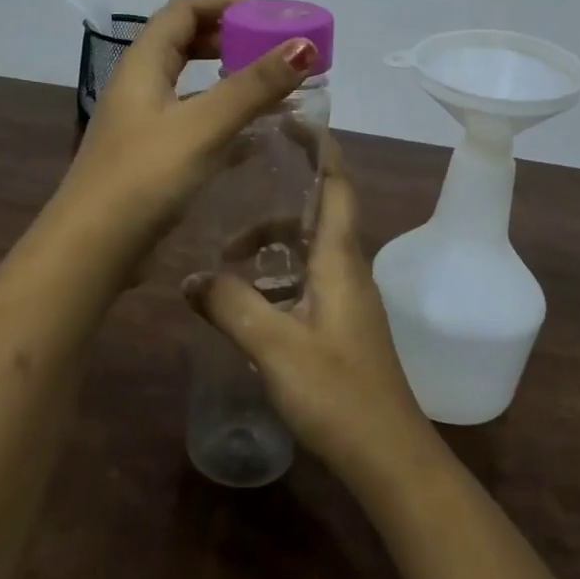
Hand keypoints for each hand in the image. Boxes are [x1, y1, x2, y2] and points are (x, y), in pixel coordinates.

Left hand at [54, 0, 319, 264]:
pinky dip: (220, 116)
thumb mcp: (203, 126)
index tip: (268, 15)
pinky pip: (190, 120)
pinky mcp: (148, 156)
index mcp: (143, 64)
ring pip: (188, 84)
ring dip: (226, 78)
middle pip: (184, 42)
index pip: (183, 10)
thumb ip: (254, 86)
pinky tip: (250, 137)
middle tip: (273, 49)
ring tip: (269, 87)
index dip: (225, 3)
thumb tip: (304, 44)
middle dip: (229, 38)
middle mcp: (138, 85)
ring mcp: (140, 123)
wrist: (91, 251)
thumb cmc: (144, 178)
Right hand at [184, 143, 434, 485]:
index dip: (319, 147)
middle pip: (316, 213)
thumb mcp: (274, 346)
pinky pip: (306, 279)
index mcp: (340, 258)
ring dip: (271, 243)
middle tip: (233, 194)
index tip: (291, 120)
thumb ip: (230, 307)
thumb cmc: (338, 393)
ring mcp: (346, 299)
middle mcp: (347, 269)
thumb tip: (190, 279)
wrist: (389, 458)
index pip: (336, 183)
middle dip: (276, 200)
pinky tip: (245, 299)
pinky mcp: (340, 326)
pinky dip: (276, 274)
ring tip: (225, 256)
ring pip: (308, 249)